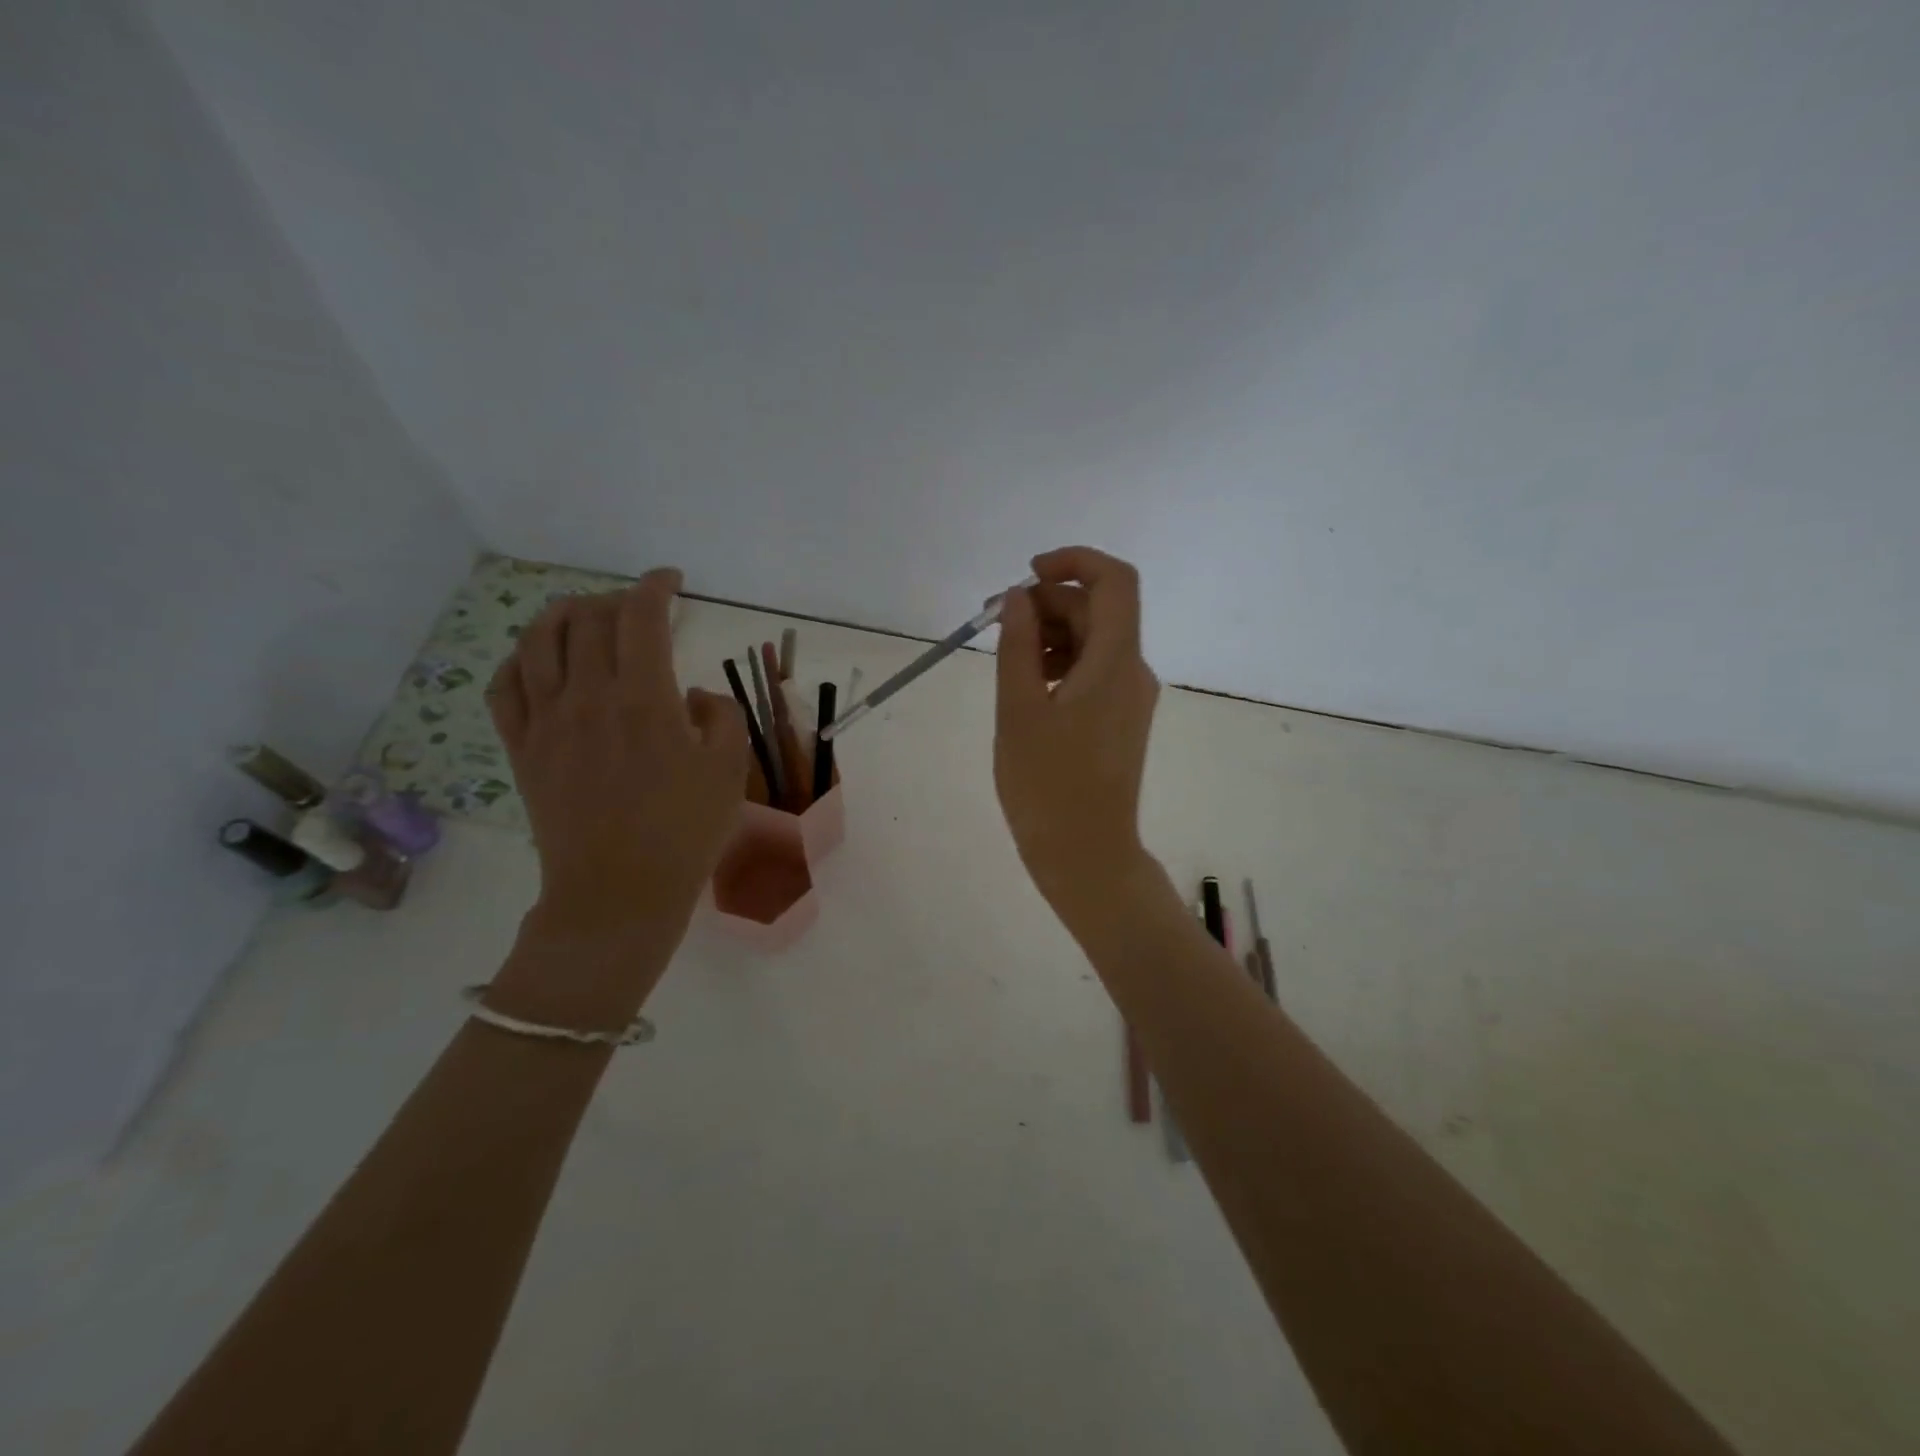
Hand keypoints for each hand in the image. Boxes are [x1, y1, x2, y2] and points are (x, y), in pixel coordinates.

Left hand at [487, 569, 747, 980]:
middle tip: (640, 609)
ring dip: (563, 614)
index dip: (656, 587)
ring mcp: (546, 722)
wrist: (618, 893)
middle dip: (617, 599)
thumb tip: (693, 696)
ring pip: (538, 641)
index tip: (672, 581)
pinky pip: (504, 687)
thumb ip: (722, 716)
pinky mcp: (521, 749)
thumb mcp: (730, 770)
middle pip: (589, 619)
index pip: (641, 617)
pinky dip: (519, 659)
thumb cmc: (684, 832)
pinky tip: (537, 660)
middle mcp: (587, 697)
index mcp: (643, 698)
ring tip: (584, 614)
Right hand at [994, 547, 1160, 923]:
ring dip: (1051, 633)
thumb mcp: (1019, 710)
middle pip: (1098, 611)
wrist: (1087, 856)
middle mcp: (1133, 671)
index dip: (1073, 562)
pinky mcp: (1120, 719)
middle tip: (994, 622)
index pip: (1114, 582)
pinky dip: (1060, 663)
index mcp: (1115, 663)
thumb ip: (1018, 646)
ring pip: (1094, 641)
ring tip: (1005, 656)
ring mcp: (1129, 698)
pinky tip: (1026, 684)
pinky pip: (1093, 671)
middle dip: (1047, 603)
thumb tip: (1019, 598)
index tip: (1026, 575)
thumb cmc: (1047, 786)